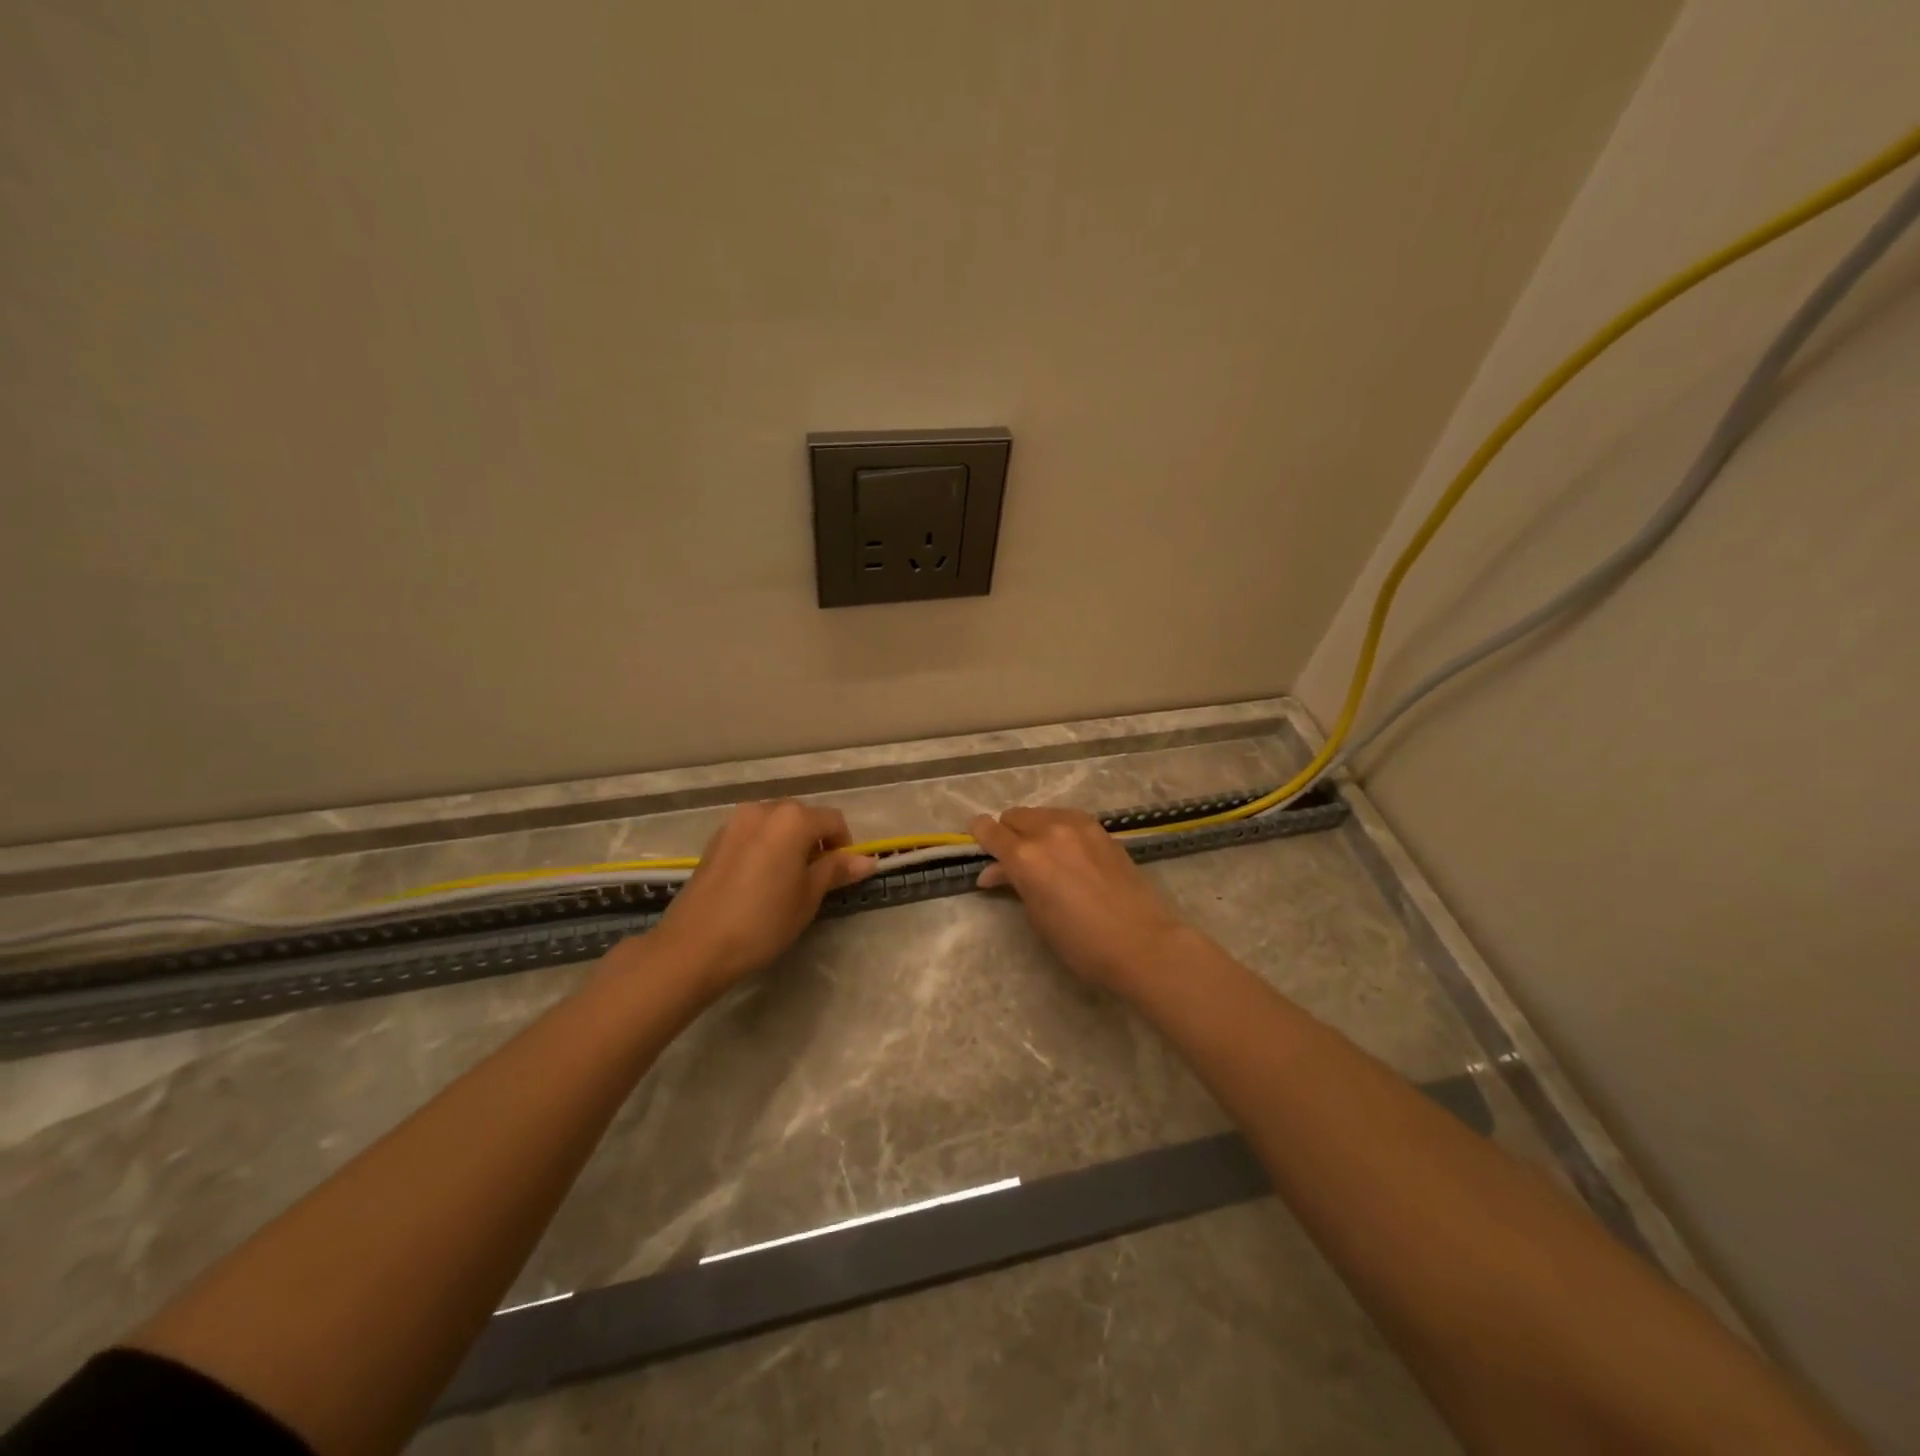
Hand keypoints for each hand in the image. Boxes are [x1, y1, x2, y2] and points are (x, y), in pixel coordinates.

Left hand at [649, 800, 876, 995]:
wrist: (694, 946)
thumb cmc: (762, 921)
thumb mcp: (808, 897)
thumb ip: (836, 870)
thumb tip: (867, 860)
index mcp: (792, 819)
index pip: (834, 820)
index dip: (844, 847)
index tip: (840, 876)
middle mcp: (763, 809)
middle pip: (803, 817)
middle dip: (816, 842)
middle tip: (815, 881)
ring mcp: (735, 822)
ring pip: (776, 825)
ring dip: (789, 844)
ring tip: (786, 882)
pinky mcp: (715, 840)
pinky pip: (753, 835)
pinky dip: (765, 848)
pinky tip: (759, 882)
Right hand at [968, 807, 1190, 992]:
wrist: (1141, 942)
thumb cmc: (1080, 942)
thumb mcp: (1037, 915)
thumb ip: (1013, 884)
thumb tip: (993, 873)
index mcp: (1025, 856)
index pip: (990, 830)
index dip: (979, 834)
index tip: (978, 842)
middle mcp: (1048, 831)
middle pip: (1014, 816)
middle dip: (1008, 833)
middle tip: (1013, 859)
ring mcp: (1078, 826)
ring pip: (1042, 813)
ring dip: (1034, 828)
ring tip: (1043, 855)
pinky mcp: (1100, 830)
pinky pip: (1067, 818)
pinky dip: (1058, 829)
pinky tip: (1068, 852)